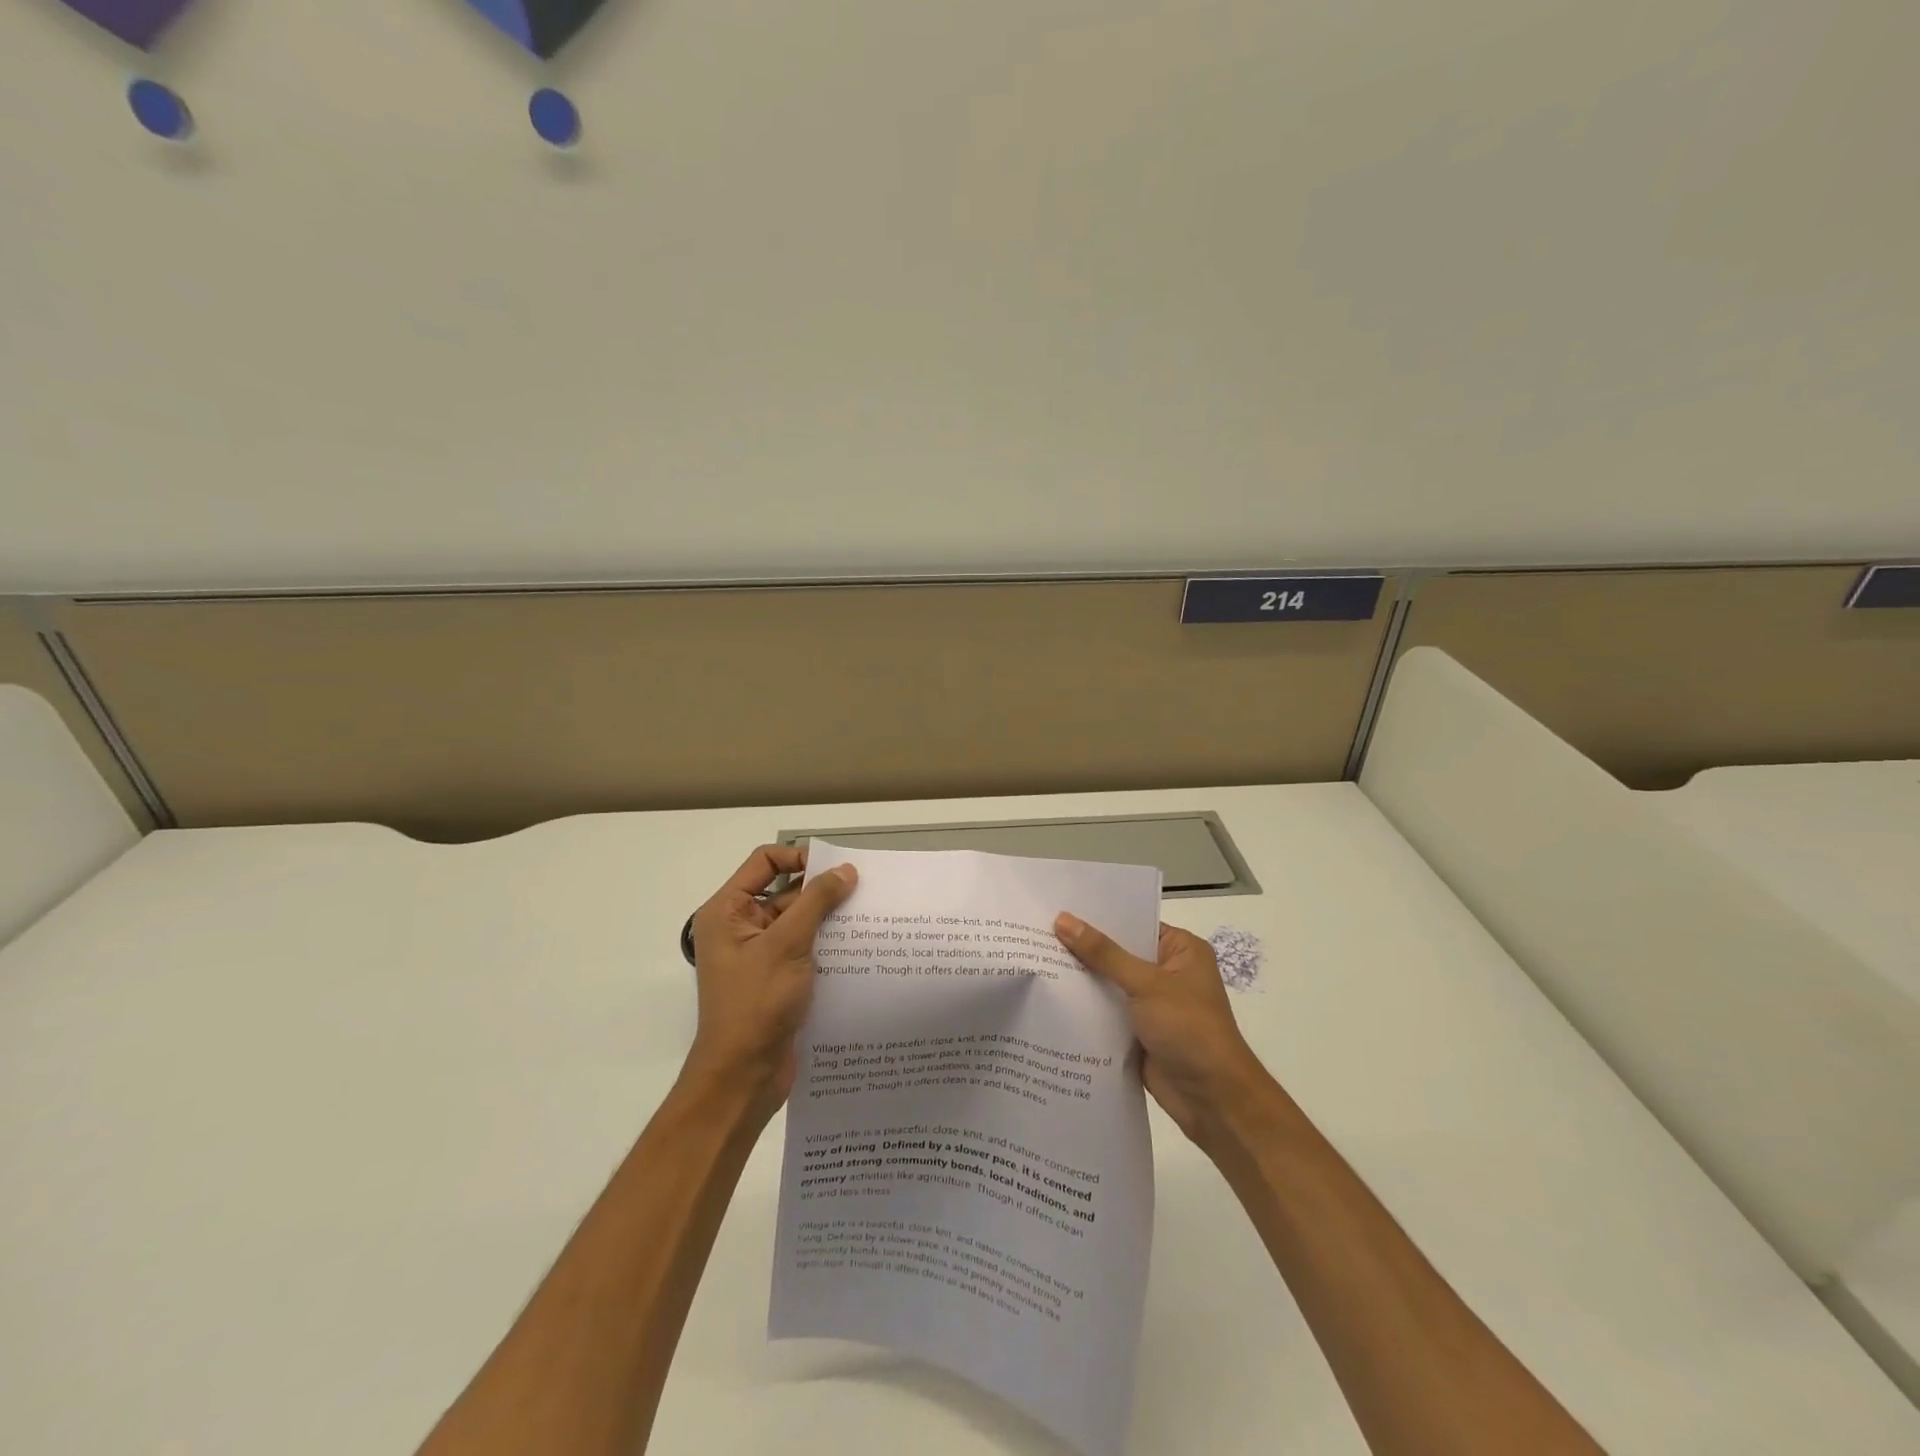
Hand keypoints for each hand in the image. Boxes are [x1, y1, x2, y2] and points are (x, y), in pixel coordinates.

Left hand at [684, 845, 857, 1118]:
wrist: (743, 1077)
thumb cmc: (756, 1004)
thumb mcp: (787, 945)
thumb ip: (816, 902)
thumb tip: (845, 870)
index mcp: (728, 912)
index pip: (764, 862)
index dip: (798, 857)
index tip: (835, 869)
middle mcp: (740, 927)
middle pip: (784, 890)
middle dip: (821, 890)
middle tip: (863, 892)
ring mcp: (759, 955)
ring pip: (799, 921)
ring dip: (828, 919)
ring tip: (868, 917)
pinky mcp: (777, 978)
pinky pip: (804, 948)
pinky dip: (827, 944)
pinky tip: (860, 947)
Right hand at [1054, 915, 1266, 1145]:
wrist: (1213, 1101)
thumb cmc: (1189, 1029)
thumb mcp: (1146, 984)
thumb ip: (1103, 954)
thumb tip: (1062, 920)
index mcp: (1180, 950)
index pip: (1133, 922)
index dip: (1097, 915)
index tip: (1057, 905)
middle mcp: (1166, 972)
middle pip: (1117, 952)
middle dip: (1082, 946)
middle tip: (1035, 929)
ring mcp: (1151, 1004)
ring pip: (1108, 982)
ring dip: (1079, 978)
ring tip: (1033, 957)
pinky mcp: (1137, 1031)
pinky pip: (1105, 1011)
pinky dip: (1083, 1007)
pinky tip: (1047, 996)